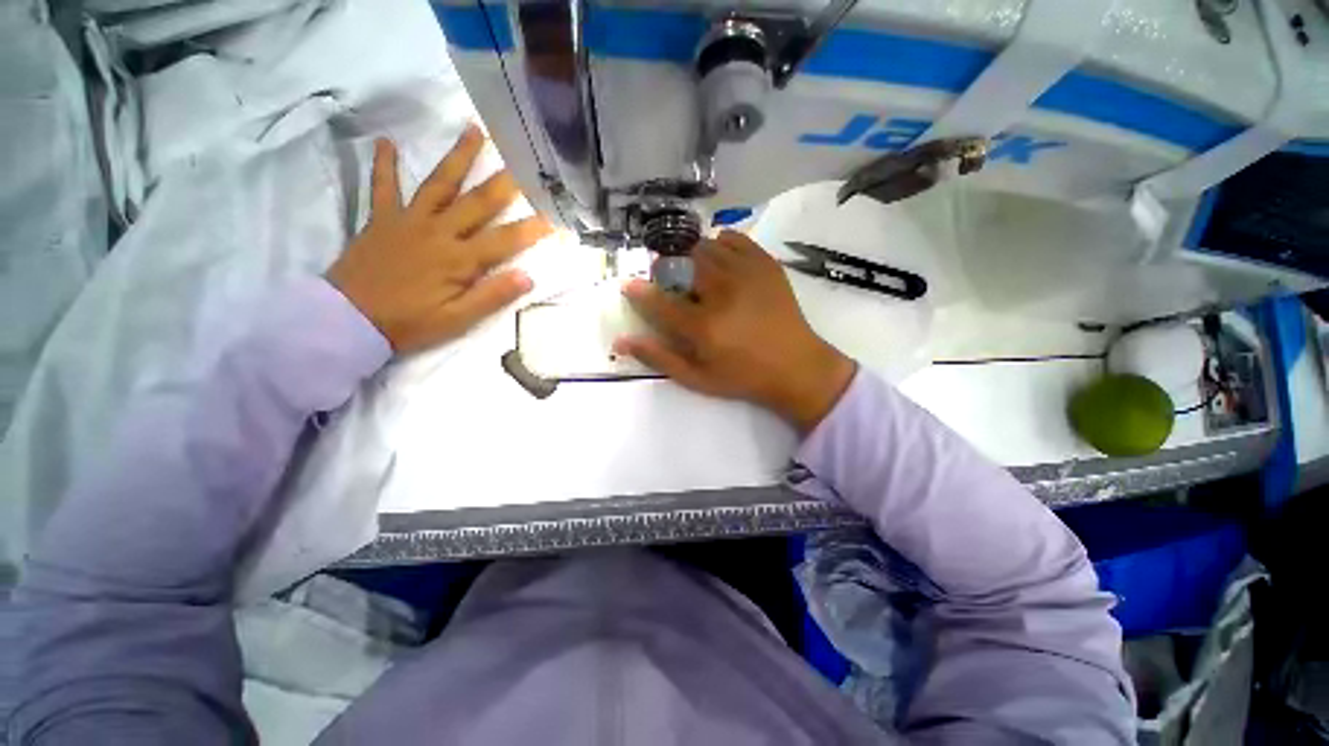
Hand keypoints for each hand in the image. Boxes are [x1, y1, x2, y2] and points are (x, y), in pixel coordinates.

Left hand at [328, 127, 552, 353]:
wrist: (347, 319)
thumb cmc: (410, 323)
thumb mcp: (457, 320)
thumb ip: (492, 296)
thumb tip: (527, 277)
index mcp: (459, 259)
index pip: (505, 239)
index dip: (531, 228)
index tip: (553, 216)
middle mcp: (438, 232)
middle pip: (477, 202)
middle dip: (503, 182)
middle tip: (522, 158)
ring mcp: (408, 221)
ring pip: (439, 184)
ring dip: (457, 157)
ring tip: (473, 131)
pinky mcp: (381, 220)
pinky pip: (383, 187)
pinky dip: (384, 165)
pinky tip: (386, 142)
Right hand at [615, 231, 855, 433]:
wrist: (797, 366)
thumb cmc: (743, 377)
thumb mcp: (697, 378)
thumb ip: (659, 357)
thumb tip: (622, 340)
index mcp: (703, 326)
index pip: (658, 300)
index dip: (639, 291)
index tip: (629, 286)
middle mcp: (722, 292)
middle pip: (680, 263)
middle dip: (667, 271)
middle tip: (674, 287)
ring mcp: (746, 273)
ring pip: (704, 247)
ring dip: (691, 259)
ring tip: (697, 277)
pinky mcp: (765, 264)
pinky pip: (733, 239)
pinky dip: (719, 245)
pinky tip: (721, 263)